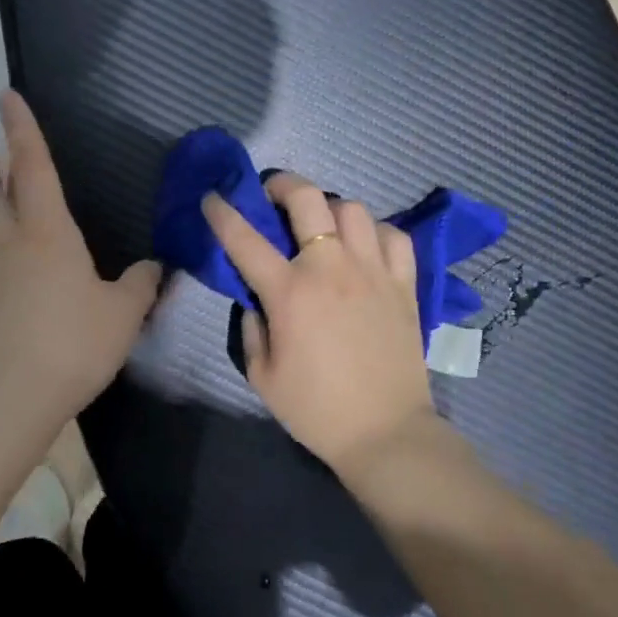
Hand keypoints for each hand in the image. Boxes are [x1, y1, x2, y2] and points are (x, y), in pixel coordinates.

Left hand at [0, 91, 160, 420]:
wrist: (12, 398)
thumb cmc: (72, 342)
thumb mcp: (123, 312)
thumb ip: (140, 283)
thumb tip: (152, 267)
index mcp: (48, 233)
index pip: (33, 168)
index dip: (22, 130)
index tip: (7, 96)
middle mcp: (16, 245)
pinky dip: (1, 237)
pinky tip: (21, 255)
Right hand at [202, 173, 437, 478]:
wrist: (386, 432)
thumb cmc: (316, 410)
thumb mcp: (263, 377)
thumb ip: (252, 329)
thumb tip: (257, 300)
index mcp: (290, 292)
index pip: (245, 239)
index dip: (223, 213)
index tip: (212, 197)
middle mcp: (331, 268)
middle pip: (307, 199)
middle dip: (283, 184)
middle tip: (274, 194)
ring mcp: (373, 271)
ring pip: (353, 209)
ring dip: (330, 208)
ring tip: (323, 224)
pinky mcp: (404, 284)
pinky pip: (394, 236)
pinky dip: (376, 232)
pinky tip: (365, 246)